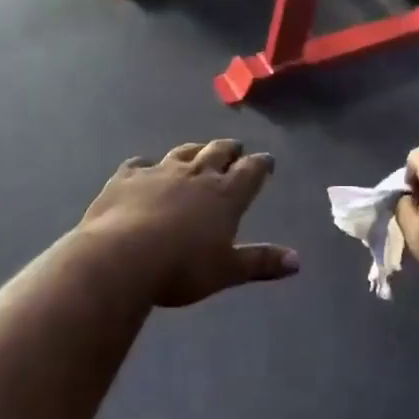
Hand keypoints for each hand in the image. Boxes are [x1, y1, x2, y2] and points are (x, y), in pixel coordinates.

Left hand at [78, 141, 298, 306]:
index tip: (267, 160)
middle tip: (235, 148)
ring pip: (182, 152)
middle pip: (217, 152)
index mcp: (224, 194)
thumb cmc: (182, 267)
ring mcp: (159, 171)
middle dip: (229, 149)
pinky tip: (143, 168)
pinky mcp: (127, 177)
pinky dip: (145, 166)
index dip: (260, 164)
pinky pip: (139, 165)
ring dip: (194, 150)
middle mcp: (196, 174)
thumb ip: (260, 262)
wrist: (121, 256)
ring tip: (199, 150)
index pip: (250, 171)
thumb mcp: (226, 270)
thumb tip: (297, 261)